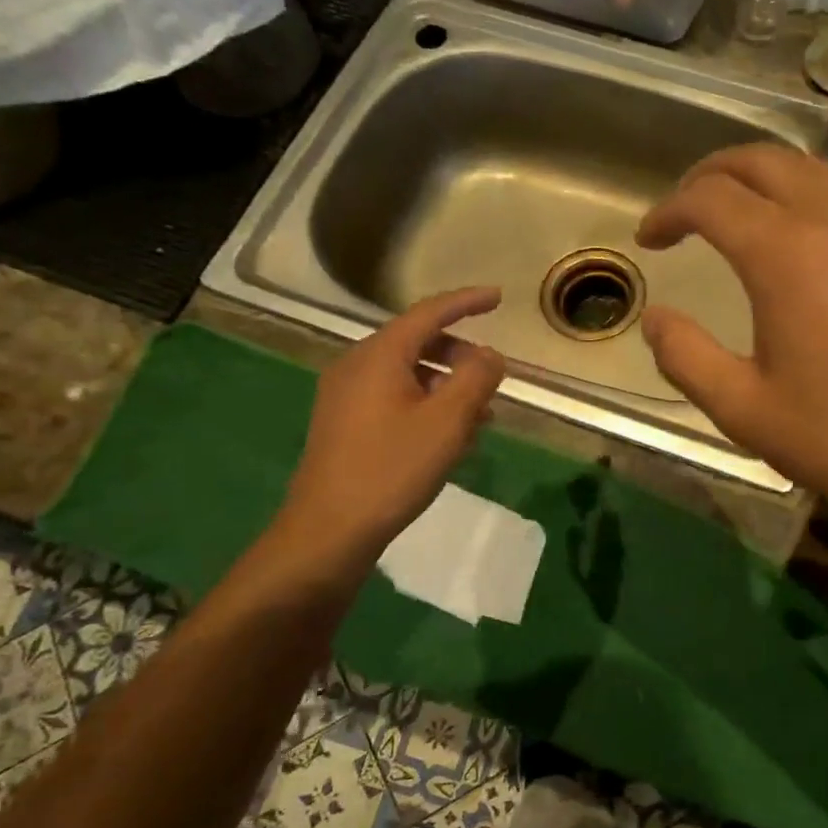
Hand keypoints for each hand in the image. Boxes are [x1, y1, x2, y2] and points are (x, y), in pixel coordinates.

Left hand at [268, 287, 504, 580]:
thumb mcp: (447, 422)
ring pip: (407, 373)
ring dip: (446, 384)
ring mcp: (345, 396)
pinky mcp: (344, 424)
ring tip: (480, 413)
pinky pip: (394, 397)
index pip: (429, 312)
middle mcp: (356, 366)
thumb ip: (476, 379)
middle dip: (459, 352)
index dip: (466, 302)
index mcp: (379, 355)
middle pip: (417, 341)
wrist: (329, 530)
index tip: (498, 297)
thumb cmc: (392, 469)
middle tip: (492, 374)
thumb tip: (490, 355)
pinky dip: (426, 403)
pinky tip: (448, 435)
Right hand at [637, 144, 827, 545]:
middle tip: (687, 210)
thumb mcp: (745, 411)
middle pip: (763, 160)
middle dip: (712, 174)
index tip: (650, 238)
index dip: (668, 210)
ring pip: (815, 172)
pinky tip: (816, 254)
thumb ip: (686, 357)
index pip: (709, 198)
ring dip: (767, 185)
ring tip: (744, 223)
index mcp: (787, 253)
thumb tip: (655, 318)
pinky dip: (817, 207)